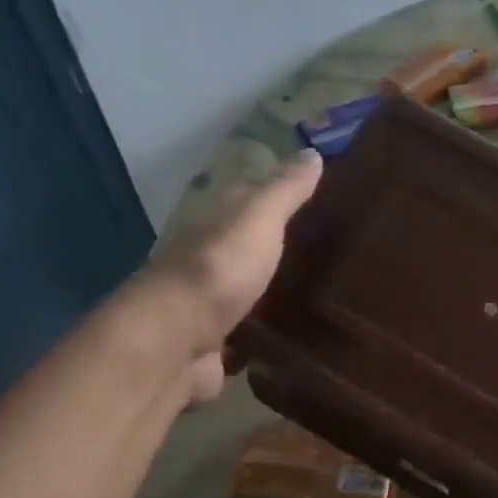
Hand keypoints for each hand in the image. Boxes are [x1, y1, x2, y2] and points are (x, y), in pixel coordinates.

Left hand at [142, 150, 322, 403]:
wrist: (174, 342)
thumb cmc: (219, 270)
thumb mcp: (259, 219)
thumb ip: (285, 191)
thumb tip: (312, 152)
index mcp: (214, 224)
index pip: (244, 198)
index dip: (275, 194)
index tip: (313, 196)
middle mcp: (207, 259)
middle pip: (245, 247)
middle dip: (274, 247)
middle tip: (323, 250)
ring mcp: (207, 305)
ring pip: (244, 291)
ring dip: (268, 292)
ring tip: (315, 296)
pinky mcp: (214, 346)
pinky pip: (245, 336)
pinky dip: (261, 337)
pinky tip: (290, 340)